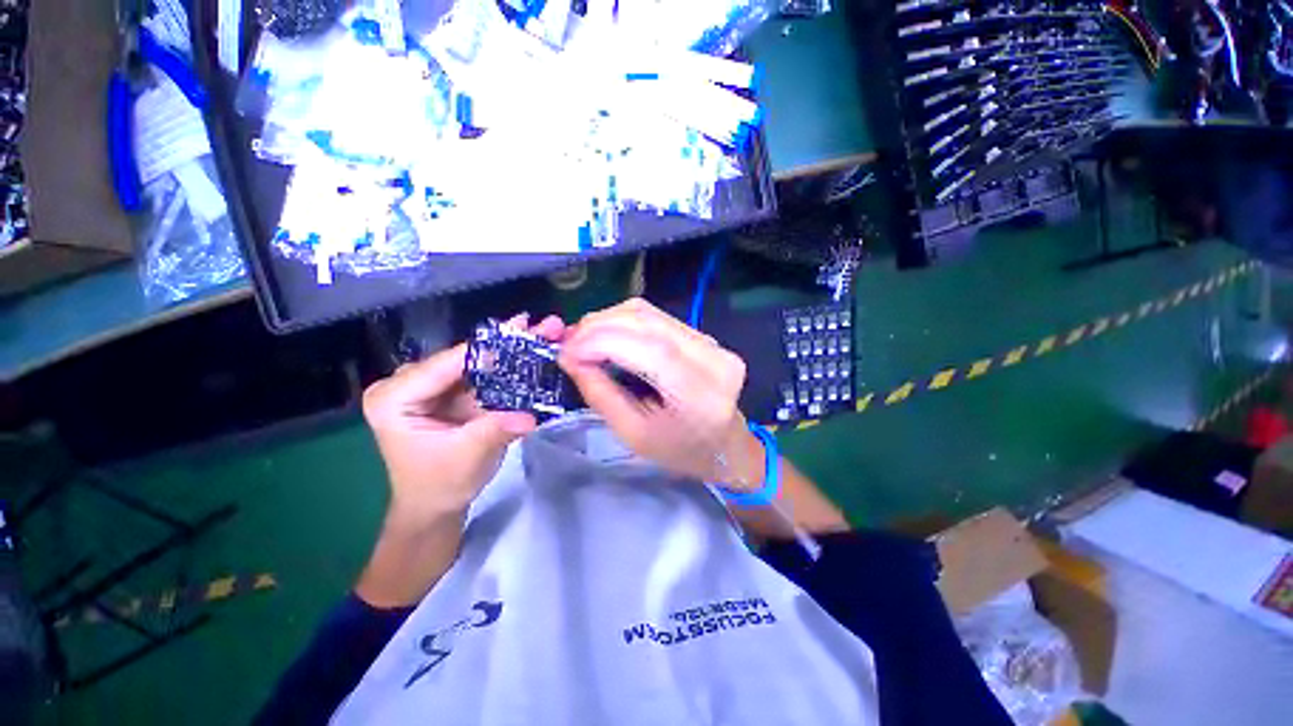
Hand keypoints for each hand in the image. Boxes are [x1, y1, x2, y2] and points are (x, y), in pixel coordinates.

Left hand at [362, 314, 566, 522]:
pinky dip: (509, 365)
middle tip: (536, 325)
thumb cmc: (440, 484)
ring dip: (510, 349)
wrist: (436, 506)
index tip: (521, 331)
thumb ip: (495, 430)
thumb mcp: (467, 457)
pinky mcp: (452, 392)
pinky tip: (532, 349)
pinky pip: (483, 374)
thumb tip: (530, 415)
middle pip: (463, 357)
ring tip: (541, 331)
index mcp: (394, 397)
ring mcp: (432, 386)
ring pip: (476, 361)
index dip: (486, 349)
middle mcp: (409, 383)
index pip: (444, 365)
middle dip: (504, 343)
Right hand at [558, 299, 762, 487]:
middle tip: (569, 342)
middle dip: (599, 325)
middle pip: (648, 321)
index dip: (603, 341)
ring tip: (584, 338)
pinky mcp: (704, 336)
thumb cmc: (679, 451)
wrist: (724, 446)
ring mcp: (712, 342)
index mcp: (700, 393)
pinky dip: (625, 322)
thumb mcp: (633, 434)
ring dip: (609, 320)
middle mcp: (712, 358)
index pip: (649, 348)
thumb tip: (570, 357)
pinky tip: (608, 335)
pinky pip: (658, 318)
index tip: (567, 350)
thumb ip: (601, 394)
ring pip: (651, 313)